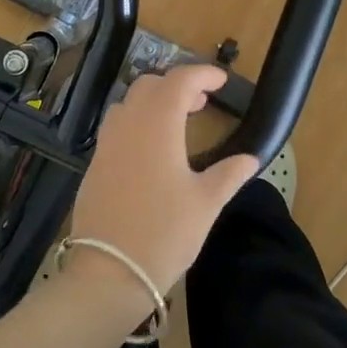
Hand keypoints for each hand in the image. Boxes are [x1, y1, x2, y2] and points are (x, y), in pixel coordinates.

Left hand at [68, 65, 258, 298]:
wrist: (108, 273)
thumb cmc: (164, 234)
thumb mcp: (206, 204)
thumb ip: (229, 174)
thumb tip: (251, 158)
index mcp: (157, 125)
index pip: (179, 80)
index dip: (202, 74)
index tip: (221, 81)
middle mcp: (128, 125)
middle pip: (150, 85)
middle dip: (177, 84)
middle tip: (201, 103)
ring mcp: (107, 144)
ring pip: (128, 102)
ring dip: (154, 101)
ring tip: (176, 122)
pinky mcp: (95, 164)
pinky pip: (116, 126)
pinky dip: (136, 121)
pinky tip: (151, 150)